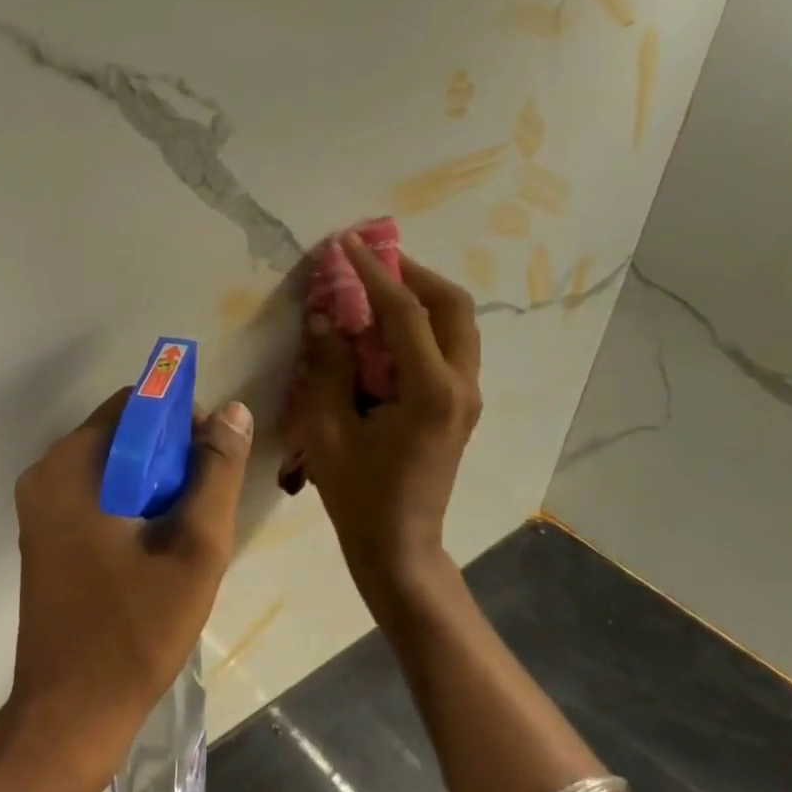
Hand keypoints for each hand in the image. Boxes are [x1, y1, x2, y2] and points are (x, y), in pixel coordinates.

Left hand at [8, 389, 254, 785]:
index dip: (182, 421)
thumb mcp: (194, 548)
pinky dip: (131, 507)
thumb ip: (216, 473)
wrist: (69, 716)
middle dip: (170, 459)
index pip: (136, 406)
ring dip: (154, 486)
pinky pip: (96, 497)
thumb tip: (232, 410)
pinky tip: (156, 551)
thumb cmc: (134, 632)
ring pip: (113, 468)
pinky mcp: (44, 536)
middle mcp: (45, 475)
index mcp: (71, 467)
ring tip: (184, 535)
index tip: (212, 463)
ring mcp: (39, 507)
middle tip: (203, 508)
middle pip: (123, 436)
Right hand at [286, 234, 481, 592]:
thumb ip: (327, 367)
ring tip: (375, 289)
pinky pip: (448, 346)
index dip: (373, 273)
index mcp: (430, 391)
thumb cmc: (358, 495)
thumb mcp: (327, 430)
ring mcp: (467, 396)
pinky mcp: (460, 405)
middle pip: (452, 305)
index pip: (404, 312)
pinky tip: (384, 331)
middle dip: (412, 273)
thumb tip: (324, 317)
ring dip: (420, 297)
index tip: (346, 244)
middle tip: (370, 263)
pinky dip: (421, 325)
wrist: (399, 547)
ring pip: (457, 323)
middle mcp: (461, 385)